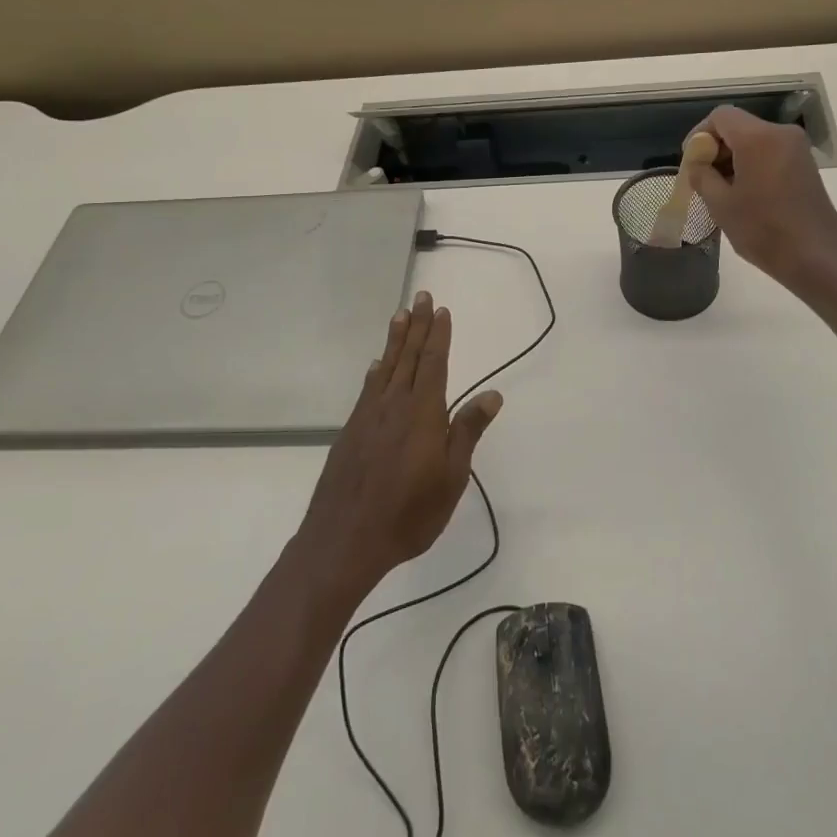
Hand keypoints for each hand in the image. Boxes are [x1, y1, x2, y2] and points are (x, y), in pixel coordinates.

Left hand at [298, 291, 502, 600]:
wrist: (344, 540)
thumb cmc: (408, 513)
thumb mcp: (451, 477)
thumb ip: (467, 431)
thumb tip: (491, 394)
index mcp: (422, 413)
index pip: (433, 363)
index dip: (438, 336)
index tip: (440, 310)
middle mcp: (394, 405)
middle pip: (407, 357)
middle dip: (416, 326)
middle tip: (420, 296)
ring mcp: (368, 417)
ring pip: (385, 368)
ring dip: (394, 340)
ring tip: (399, 316)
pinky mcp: (350, 432)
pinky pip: (367, 389)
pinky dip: (375, 372)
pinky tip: (376, 366)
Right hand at [688, 106, 836, 293]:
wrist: (817, 258)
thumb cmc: (763, 230)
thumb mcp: (721, 204)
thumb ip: (702, 175)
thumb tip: (697, 163)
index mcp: (758, 138)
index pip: (720, 116)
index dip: (699, 134)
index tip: (691, 161)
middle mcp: (781, 134)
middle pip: (738, 126)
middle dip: (716, 147)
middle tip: (702, 178)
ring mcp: (797, 149)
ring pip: (754, 140)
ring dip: (733, 157)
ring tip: (721, 190)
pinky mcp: (805, 165)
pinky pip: (770, 153)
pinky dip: (752, 164)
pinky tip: (744, 193)